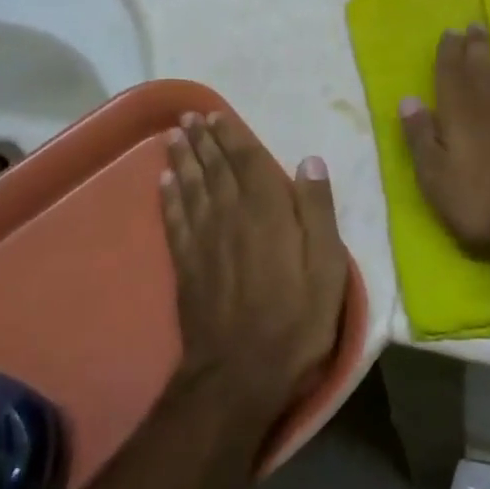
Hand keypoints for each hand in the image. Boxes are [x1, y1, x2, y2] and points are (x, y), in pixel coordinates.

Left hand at [159, 112, 348, 432]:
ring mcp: (203, 239)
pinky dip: (167, 196)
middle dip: (202, 139)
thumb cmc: (295, 319)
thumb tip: (311, 161)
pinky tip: (163, 181)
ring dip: (182, 158)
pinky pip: (174, 218)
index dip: (232, 135)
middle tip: (188, 117)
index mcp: (267, 209)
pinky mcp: (185, 264)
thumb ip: (318, 211)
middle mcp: (230, 213)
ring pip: (191, 186)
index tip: (217, 115)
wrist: (239, 374)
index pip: (247, 160)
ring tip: (173, 136)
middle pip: (214, 167)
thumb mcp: (326, 267)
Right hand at [400, 25, 489, 275]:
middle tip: (476, 25)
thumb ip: (420, 136)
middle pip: (482, 63)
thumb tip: (407, 100)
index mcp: (459, 107)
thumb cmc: (482, 201)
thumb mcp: (435, 177)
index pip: (450, 69)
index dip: (449, 50)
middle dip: (477, 44)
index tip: (450, 32)